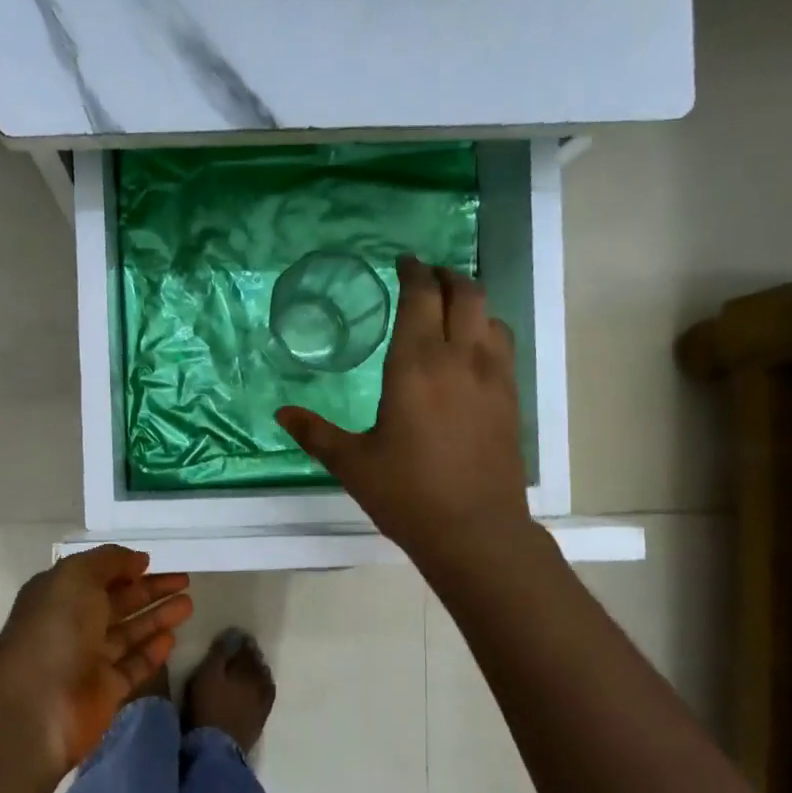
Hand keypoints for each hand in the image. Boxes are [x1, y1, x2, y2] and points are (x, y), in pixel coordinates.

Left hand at [0, 545, 192, 776]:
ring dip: (157, 617)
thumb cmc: (55, 629)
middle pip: (117, 603)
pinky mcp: (104, 692)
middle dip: (150, 590)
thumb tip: (138, 560)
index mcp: (58, 595)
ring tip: (188, 604)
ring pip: (129, 634)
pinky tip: (171, 639)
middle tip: (185, 581)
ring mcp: (88, 660)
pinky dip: (151, 652)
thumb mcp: (77, 576)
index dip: (124, 568)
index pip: (96, 576)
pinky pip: (133, 666)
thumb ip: (109, 561)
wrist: (37, 704)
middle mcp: (72, 625)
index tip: (154, 562)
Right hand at [277, 257, 533, 568]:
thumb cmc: (407, 494)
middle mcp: (460, 359)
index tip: (403, 261)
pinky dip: (486, 329)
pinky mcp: (510, 398)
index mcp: (415, 366)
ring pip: (490, 315)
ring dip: (470, 300)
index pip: (421, 297)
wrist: (475, 531)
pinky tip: (470, 349)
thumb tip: (281, 413)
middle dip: (445, 275)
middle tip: (424, 276)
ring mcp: (493, 377)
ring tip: (448, 307)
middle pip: (465, 293)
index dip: (413, 272)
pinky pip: (503, 344)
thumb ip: (314, 432)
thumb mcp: (352, 463)